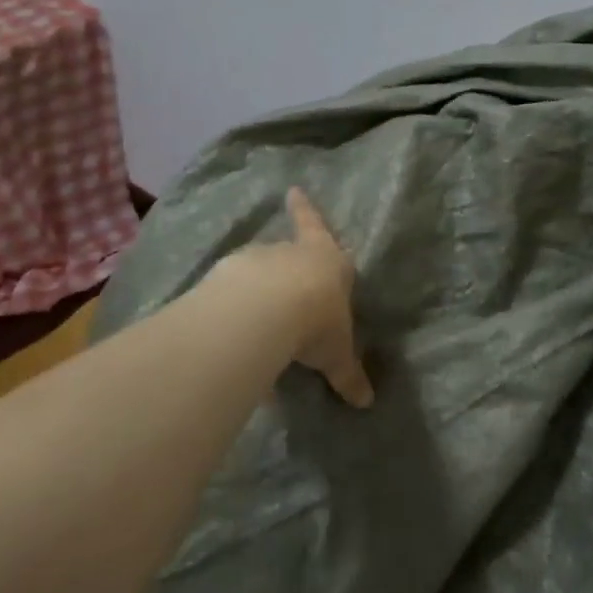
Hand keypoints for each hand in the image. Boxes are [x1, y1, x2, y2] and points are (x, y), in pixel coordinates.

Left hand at [217, 188, 373, 407]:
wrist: (268, 310)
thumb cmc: (317, 320)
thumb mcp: (336, 353)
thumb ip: (347, 375)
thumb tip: (367, 403)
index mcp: (327, 260)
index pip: (317, 226)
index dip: (306, 211)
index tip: (293, 189)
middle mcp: (292, 253)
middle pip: (289, 251)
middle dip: (288, 262)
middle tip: (286, 282)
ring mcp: (256, 260)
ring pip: (258, 269)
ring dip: (258, 286)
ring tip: (256, 316)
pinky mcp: (226, 276)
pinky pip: (232, 290)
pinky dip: (233, 304)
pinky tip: (231, 328)